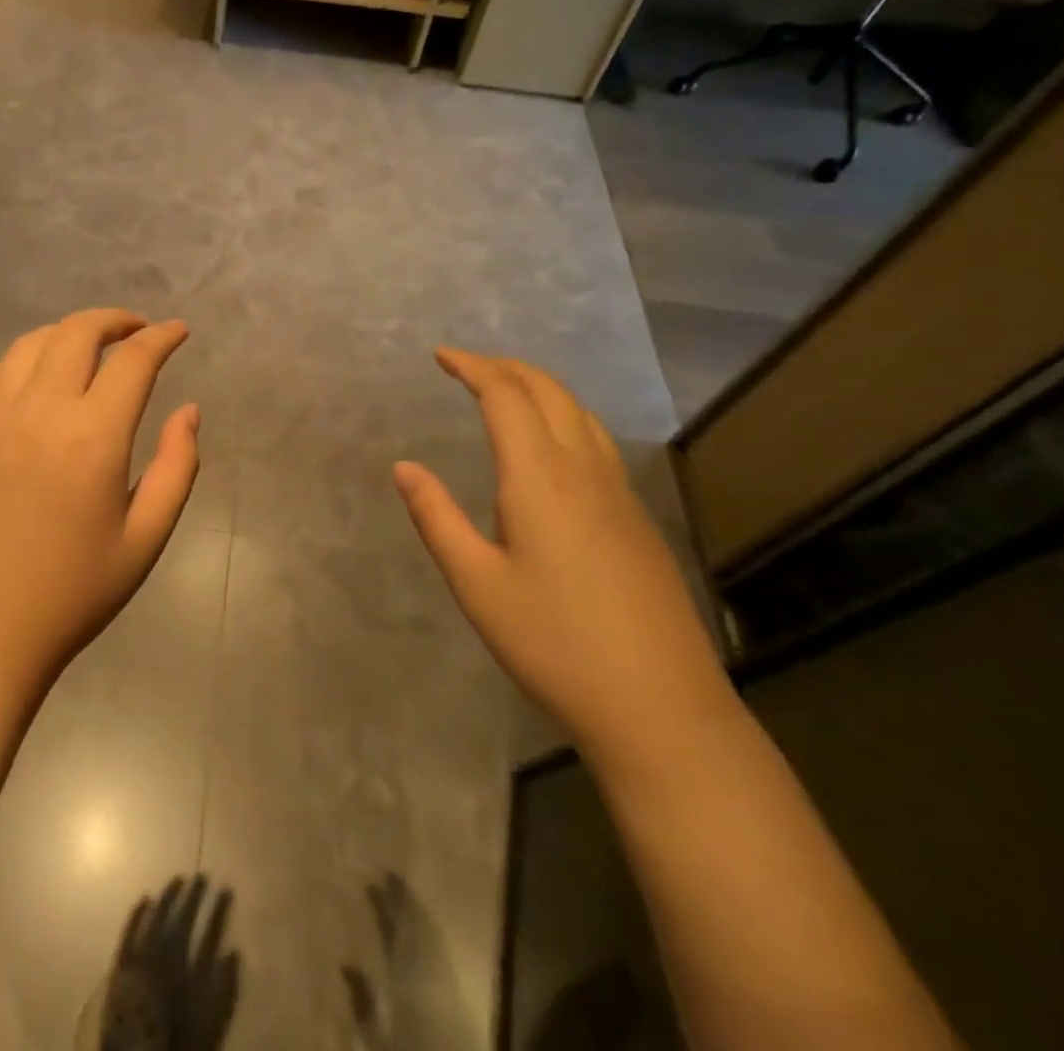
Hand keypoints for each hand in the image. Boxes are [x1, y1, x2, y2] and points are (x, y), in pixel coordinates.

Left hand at [0, 309, 199, 696]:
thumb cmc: (71, 596)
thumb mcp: (145, 540)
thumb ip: (177, 467)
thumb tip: (188, 411)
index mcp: (92, 437)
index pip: (134, 361)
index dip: (162, 337)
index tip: (178, 331)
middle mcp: (38, 412)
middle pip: (76, 333)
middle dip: (114, 321)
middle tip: (136, 332)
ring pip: (28, 346)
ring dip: (66, 335)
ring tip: (88, 350)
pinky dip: (19, 364)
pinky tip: (31, 381)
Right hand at [393, 349, 733, 761]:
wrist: (659, 706)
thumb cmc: (553, 642)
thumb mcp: (476, 582)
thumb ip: (436, 517)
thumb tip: (404, 466)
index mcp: (540, 477)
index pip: (506, 396)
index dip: (472, 367)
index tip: (441, 356)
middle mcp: (584, 470)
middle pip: (548, 391)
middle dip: (506, 367)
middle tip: (467, 366)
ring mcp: (619, 492)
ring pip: (580, 413)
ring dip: (539, 388)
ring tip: (505, 391)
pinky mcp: (636, 518)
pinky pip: (597, 441)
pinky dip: (564, 417)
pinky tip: (550, 447)